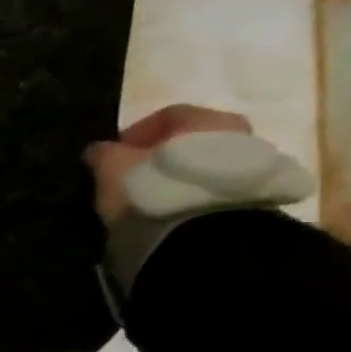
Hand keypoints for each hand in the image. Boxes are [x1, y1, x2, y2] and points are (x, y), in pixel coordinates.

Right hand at [84, 104, 252, 225]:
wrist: (202, 235)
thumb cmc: (154, 186)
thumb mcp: (111, 166)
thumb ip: (102, 152)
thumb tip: (99, 151)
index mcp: (206, 118)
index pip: (165, 116)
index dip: (132, 134)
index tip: (111, 156)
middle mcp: (237, 134)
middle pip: (187, 141)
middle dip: (157, 158)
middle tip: (129, 177)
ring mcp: (250, 169)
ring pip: (200, 167)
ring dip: (173, 179)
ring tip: (146, 199)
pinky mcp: (251, 200)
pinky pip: (210, 190)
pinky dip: (188, 196)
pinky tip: (166, 212)